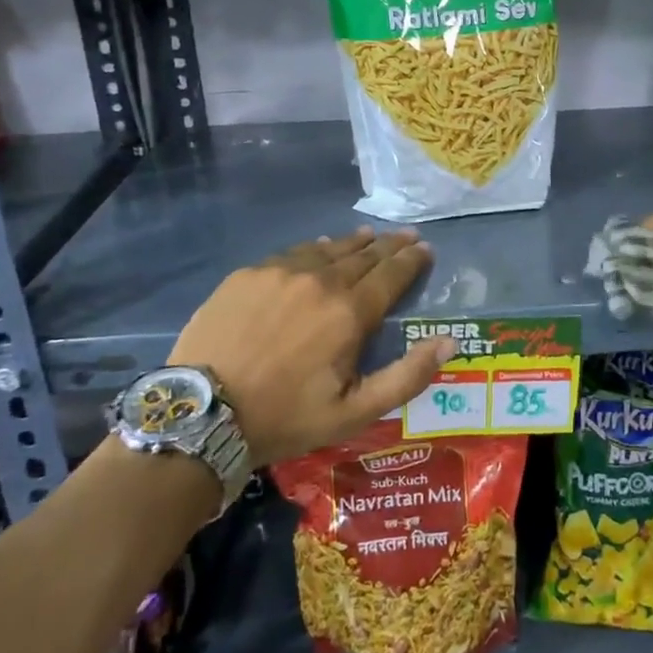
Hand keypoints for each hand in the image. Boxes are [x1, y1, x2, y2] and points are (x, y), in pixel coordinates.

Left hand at [167, 228, 455, 467]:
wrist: (202, 413)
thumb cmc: (285, 417)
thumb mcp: (354, 412)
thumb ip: (407, 376)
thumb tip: (449, 342)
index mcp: (350, 313)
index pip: (392, 274)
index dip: (412, 260)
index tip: (425, 248)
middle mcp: (321, 281)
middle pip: (364, 255)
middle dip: (389, 245)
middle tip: (406, 236)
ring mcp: (281, 272)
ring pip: (328, 249)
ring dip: (354, 242)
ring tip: (369, 236)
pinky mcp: (248, 274)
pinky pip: (293, 253)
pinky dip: (315, 249)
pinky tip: (319, 248)